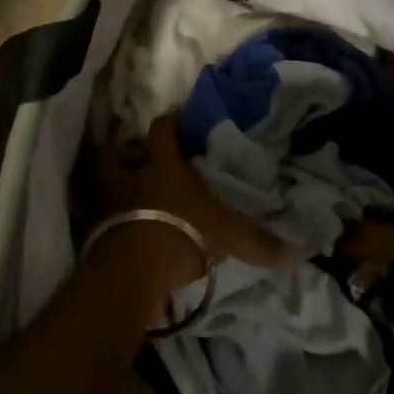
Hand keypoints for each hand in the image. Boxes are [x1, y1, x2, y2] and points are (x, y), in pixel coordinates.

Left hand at [74, 112, 295, 296]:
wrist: (132, 273)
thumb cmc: (181, 233)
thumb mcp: (228, 237)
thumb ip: (259, 242)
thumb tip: (297, 254)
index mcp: (162, 165)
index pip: (162, 129)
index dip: (169, 122)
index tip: (177, 119)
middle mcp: (131, 177)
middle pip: (114, 153)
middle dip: (119, 152)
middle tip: (131, 155)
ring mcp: (108, 206)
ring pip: (101, 186)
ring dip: (109, 189)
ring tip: (123, 196)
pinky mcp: (96, 236)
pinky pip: (100, 222)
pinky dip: (107, 225)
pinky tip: (119, 233)